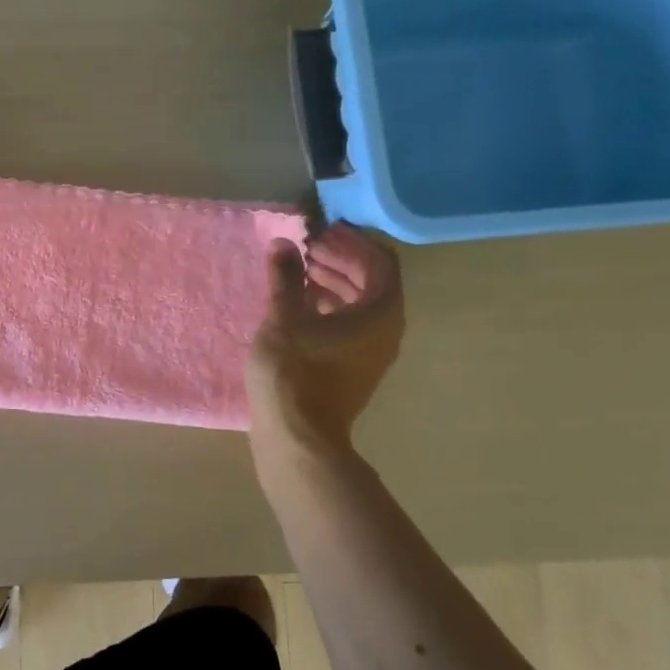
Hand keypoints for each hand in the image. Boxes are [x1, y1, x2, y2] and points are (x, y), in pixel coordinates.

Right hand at [246, 224, 405, 452]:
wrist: (298, 438)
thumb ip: (285, 277)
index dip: (352, 242)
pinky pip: (351, 325)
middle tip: (308, 247)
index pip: (380, 262)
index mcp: (380, 313)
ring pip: (360, 305)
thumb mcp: (284, 317)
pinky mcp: (354, 368)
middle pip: (372, 282)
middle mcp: (386, 331)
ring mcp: (372, 352)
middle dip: (342, 260)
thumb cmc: (294, 372)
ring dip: (334, 282)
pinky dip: (330, 307)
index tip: (322, 231)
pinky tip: (299, 304)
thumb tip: (283, 244)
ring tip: (300, 270)